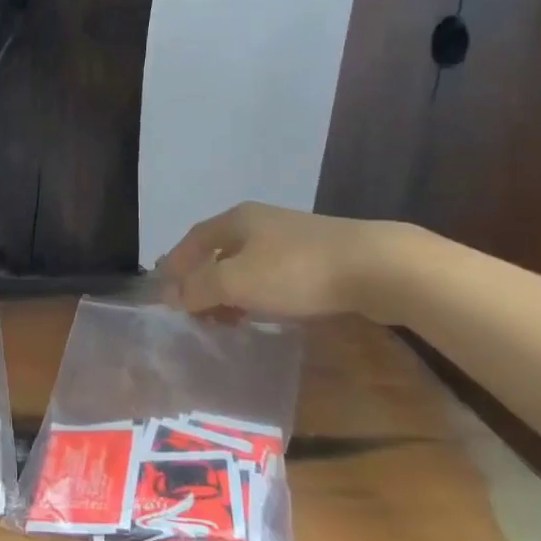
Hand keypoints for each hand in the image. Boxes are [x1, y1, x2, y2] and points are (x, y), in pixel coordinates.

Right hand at [156, 201, 408, 320]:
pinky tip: (264, 314)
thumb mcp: (235, 282)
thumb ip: (198, 288)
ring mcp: (291, 238)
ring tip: (226, 321)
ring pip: (247, 265)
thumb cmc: (295, 271)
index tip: (164, 295)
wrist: (376, 267)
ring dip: (230, 292)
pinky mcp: (318, 257)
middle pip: (219, 252)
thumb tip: (171, 295)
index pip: (192, 240)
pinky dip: (258, 294)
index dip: (175, 266)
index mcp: (235, 220)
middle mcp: (259, 222)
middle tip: (194, 313)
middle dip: (202, 282)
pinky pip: (273, 275)